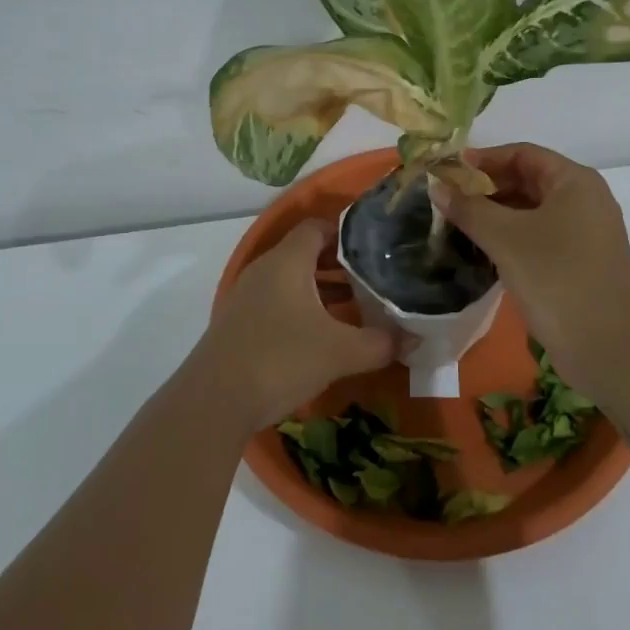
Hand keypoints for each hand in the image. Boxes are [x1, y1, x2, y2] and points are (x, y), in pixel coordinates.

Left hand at [195, 219, 393, 430]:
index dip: (346, 233)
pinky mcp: (239, 323)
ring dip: (321, 290)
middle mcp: (265, 270)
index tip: (375, 248)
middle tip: (373, 279)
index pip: (317, 227)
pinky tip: (322, 335)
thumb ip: (381, 342)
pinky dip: (302, 309)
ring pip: (291, 280)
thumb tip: (415, 337)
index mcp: (287, 260)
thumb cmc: (280, 359)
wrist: (213, 402)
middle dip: (340, 265)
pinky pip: (277, 302)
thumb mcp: (340, 352)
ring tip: (356, 307)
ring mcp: (247, 297)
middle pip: (305, 253)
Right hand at [432, 143, 629, 374]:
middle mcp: (585, 200)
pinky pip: (540, 236)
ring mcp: (586, 233)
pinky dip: (511, 237)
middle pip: (528, 180)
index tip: (447, 172)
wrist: (609, 347)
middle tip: (447, 200)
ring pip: (533, 211)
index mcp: (574, 181)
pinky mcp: (581, 262)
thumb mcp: (506, 239)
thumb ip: (469, 208)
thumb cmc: (556, 279)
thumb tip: (437, 186)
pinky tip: (483, 251)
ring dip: (496, 214)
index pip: (522, 154)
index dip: (483, 159)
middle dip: (487, 188)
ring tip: (457, 224)